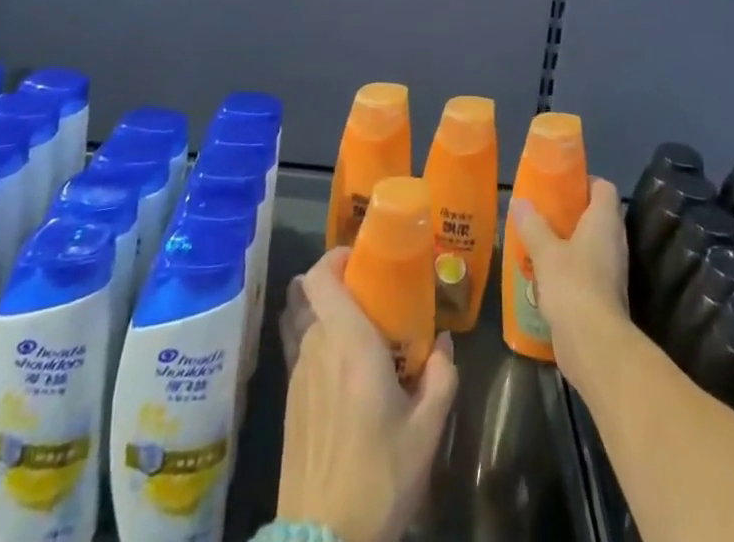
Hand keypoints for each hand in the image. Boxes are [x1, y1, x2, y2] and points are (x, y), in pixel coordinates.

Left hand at [277, 248, 459, 541]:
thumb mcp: (426, 431)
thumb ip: (441, 378)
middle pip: (314, 295)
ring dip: (327, 316)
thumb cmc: (379, 477)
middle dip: (342, 287)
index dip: (336, 256)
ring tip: (358, 332)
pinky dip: (318, 346)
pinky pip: (300, 352)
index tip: (362, 258)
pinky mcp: (289, 403)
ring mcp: (297, 375)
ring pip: (305, 322)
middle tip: (374, 298)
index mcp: (348, 341)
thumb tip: (444, 344)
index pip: (321, 275)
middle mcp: (316, 347)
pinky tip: (342, 373)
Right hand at [509, 177, 628, 388]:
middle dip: (569, 212)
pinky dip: (567, 267)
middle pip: (595, 215)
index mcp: (605, 221)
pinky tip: (542, 273)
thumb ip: (531, 224)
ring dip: (566, 241)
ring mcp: (611, 270)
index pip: (603, 188)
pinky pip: (585, 270)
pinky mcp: (603, 296)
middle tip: (541, 211)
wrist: (594, 346)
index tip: (559, 183)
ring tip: (536, 239)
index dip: (584, 180)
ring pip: (589, 244)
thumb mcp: (545, 251)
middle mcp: (614, 241)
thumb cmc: (573, 285)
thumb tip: (518, 202)